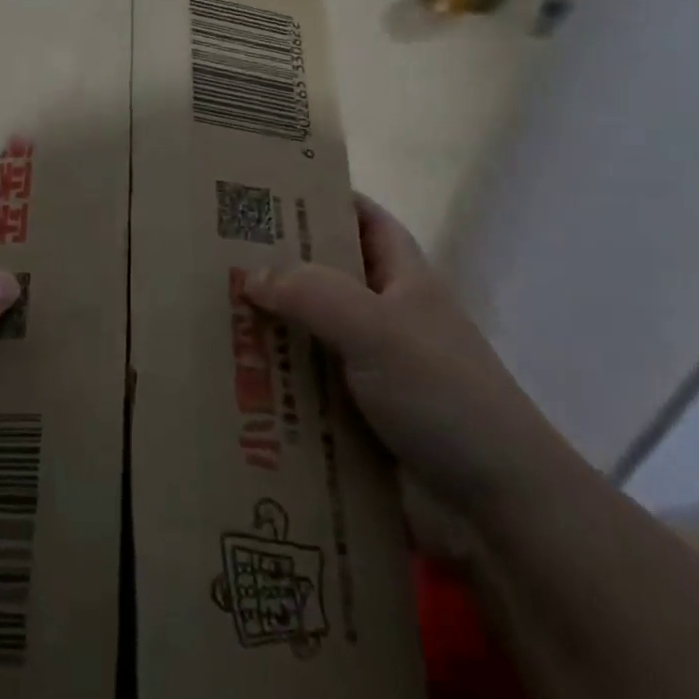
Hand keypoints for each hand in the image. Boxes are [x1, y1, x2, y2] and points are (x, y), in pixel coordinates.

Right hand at [244, 195, 560, 514]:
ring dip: (263, 332)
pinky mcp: (352, 420)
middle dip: (274, 267)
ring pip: (305, 337)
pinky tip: (224, 384)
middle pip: (322, 278)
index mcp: (403, 280)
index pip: (364, 220)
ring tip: (202, 317)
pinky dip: (269, 386)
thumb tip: (250, 276)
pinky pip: (301, 391)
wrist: (496, 508)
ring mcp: (368, 372)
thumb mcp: (378, 328)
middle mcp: (383, 318)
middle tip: (212, 257)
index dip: (325, 198)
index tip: (266, 190)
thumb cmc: (444, 395)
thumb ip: (312, 294)